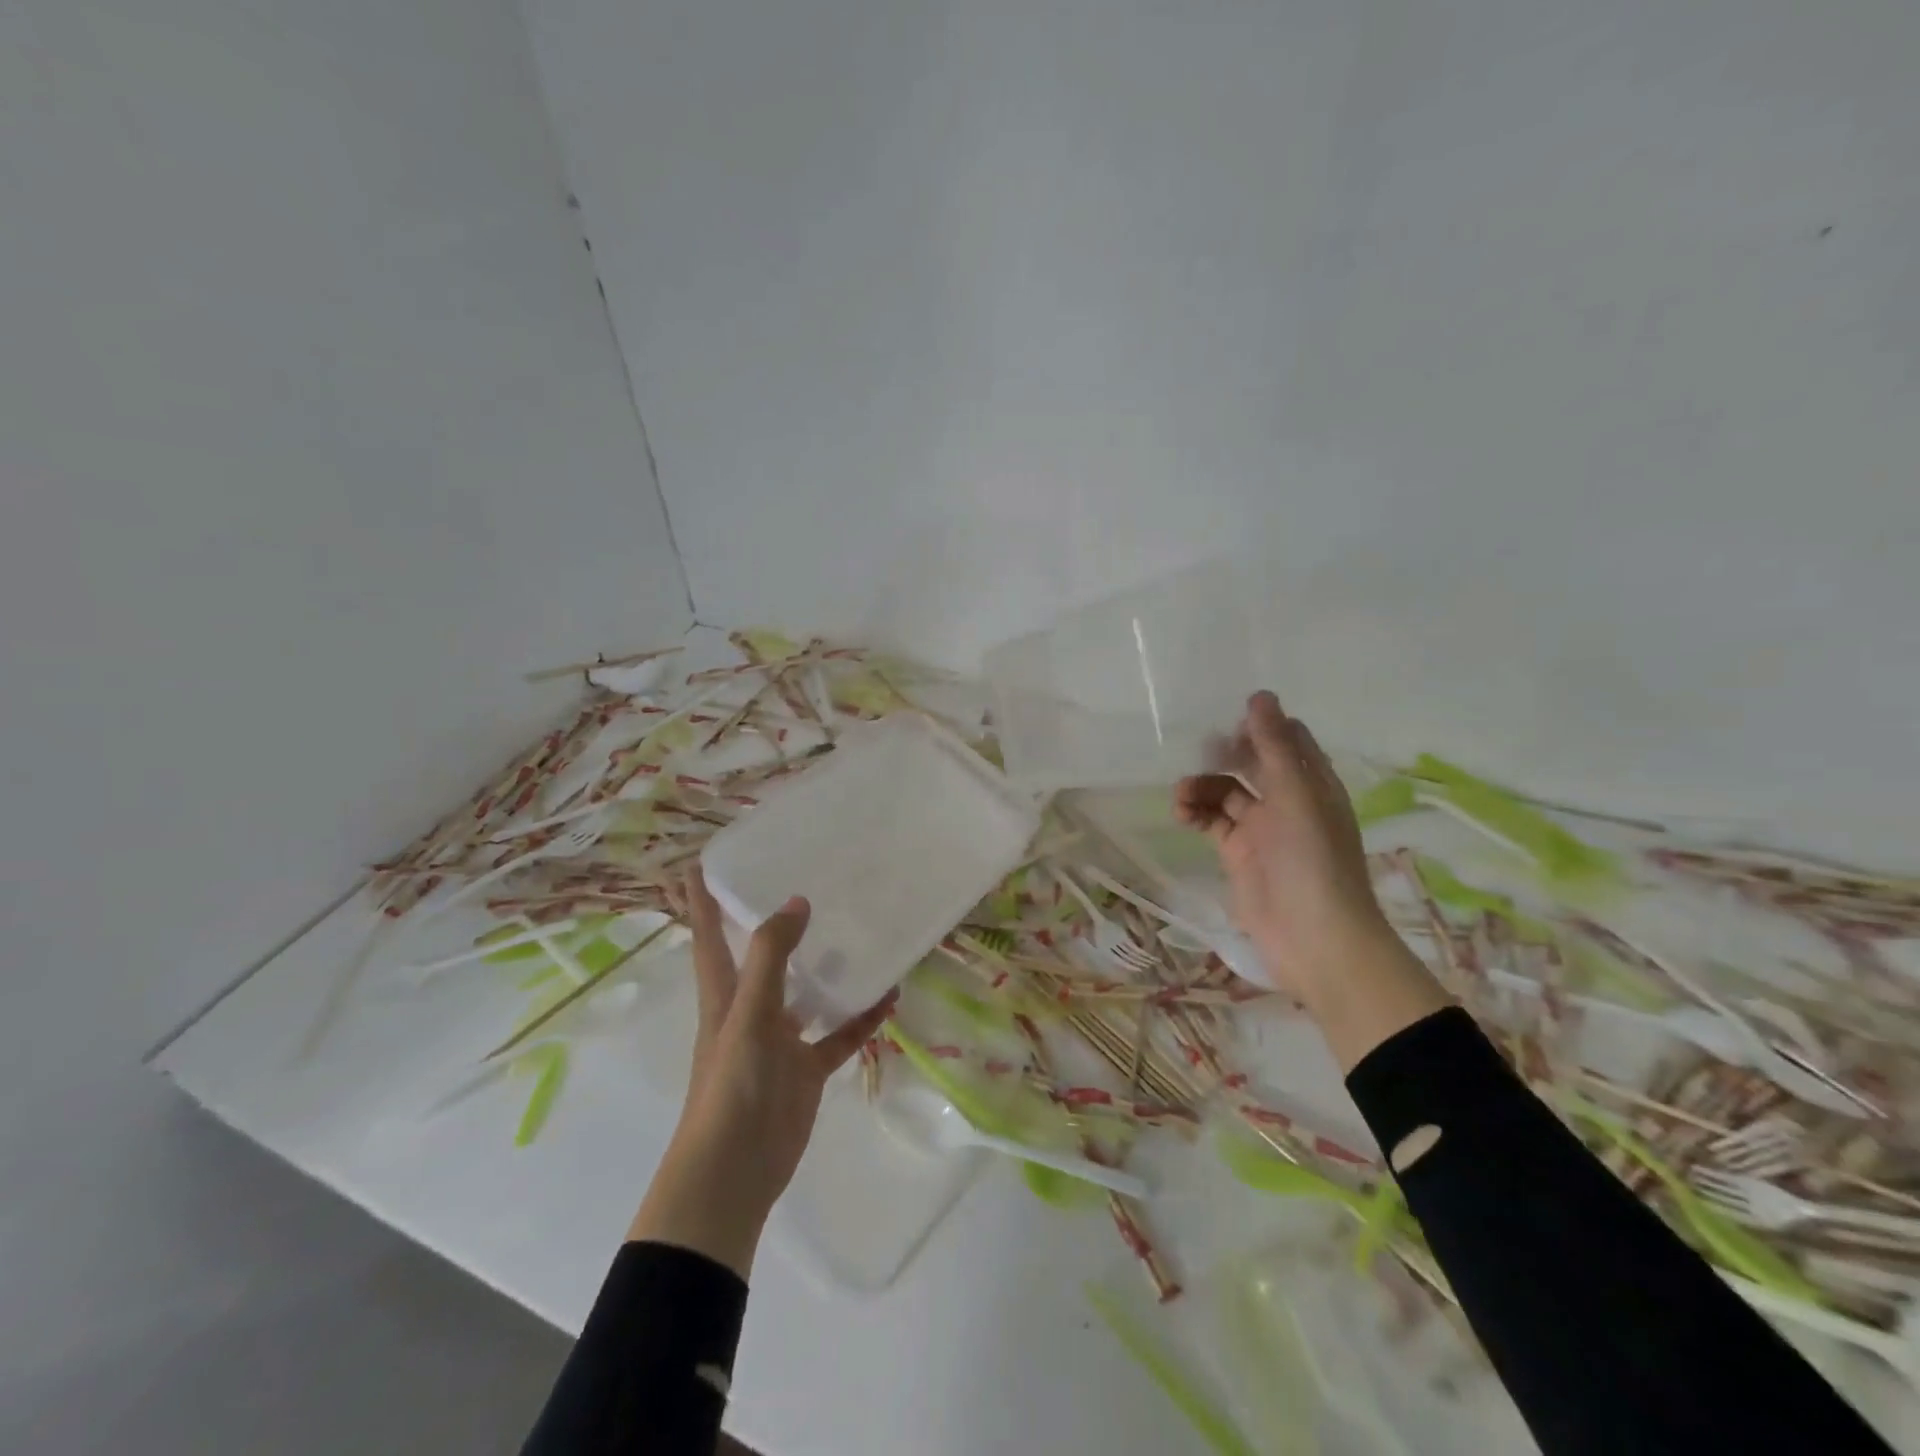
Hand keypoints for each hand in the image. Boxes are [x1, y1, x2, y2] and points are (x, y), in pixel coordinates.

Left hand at [627, 867, 896, 1275]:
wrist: (733, 1175)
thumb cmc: (730, 1086)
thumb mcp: (748, 1015)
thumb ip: (772, 958)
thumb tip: (797, 900)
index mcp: (724, 993)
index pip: (709, 934)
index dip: (702, 899)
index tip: (702, 859)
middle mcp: (751, 1008)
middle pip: (762, 955)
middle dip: (776, 922)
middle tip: (808, 879)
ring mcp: (781, 1039)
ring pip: (807, 991)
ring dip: (829, 966)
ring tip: (860, 930)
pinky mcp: (806, 1068)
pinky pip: (840, 1034)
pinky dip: (862, 1017)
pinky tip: (890, 995)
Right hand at [1175, 691, 1385, 996]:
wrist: (1314, 939)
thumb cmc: (1313, 861)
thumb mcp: (1296, 796)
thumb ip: (1275, 746)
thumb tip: (1259, 695)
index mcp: (1313, 783)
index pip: (1288, 739)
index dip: (1261, 726)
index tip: (1229, 721)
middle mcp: (1289, 801)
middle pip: (1252, 762)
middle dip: (1225, 754)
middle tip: (1200, 751)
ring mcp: (1263, 828)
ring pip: (1227, 792)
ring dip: (1203, 786)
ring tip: (1182, 796)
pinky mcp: (1239, 854)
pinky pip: (1213, 822)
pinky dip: (1196, 813)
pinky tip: (1182, 814)